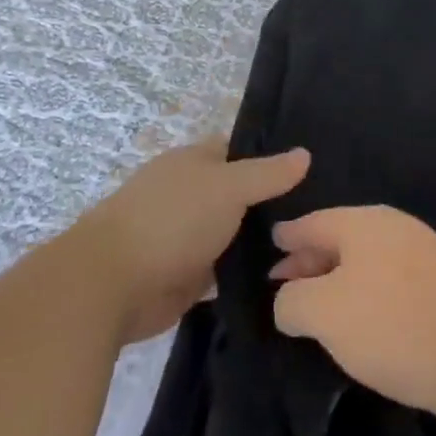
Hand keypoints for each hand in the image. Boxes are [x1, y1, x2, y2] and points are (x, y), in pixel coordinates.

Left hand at [75, 138, 309, 344]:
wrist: (114, 283)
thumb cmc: (173, 220)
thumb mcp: (228, 187)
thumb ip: (267, 174)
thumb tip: (305, 153)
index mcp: (192, 163)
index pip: (236, 152)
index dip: (269, 158)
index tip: (310, 173)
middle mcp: (189, 195)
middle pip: (237, 195)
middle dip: (271, 205)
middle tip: (321, 215)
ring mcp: (185, 237)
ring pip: (232, 234)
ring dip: (259, 243)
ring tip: (313, 250)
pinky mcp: (185, 277)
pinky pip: (223, 271)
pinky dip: (244, 275)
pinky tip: (282, 280)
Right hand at [270, 205, 435, 426]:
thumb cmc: (393, 326)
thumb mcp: (323, 313)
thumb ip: (292, 301)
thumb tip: (289, 300)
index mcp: (364, 223)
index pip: (313, 222)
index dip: (288, 235)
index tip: (272, 242)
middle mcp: (395, 228)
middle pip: (340, 239)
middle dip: (310, 261)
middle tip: (283, 282)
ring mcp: (426, 254)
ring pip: (367, 261)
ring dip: (339, 280)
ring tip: (319, 307)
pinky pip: (392, 280)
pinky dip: (368, 294)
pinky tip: (364, 321)